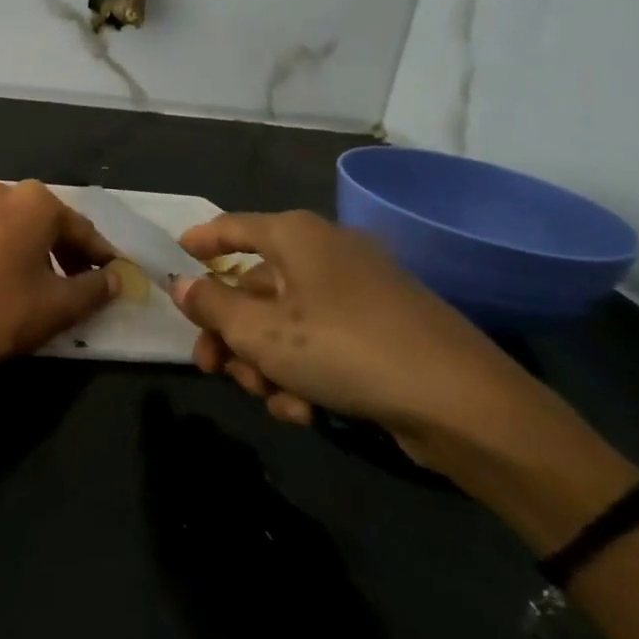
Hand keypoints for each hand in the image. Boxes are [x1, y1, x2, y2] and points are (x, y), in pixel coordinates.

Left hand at [0, 178, 120, 367]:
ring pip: (8, 223)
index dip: (99, 255)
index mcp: (34, 201)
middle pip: (42, 220)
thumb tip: (116, 278)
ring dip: (26, 245)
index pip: (79, 228)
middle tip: (76, 279)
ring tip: (34, 278)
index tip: (113, 274)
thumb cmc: (4, 310)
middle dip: (62, 248)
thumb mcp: (60, 305)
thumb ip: (96, 288)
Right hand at [172, 211, 537, 462]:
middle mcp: (326, 254)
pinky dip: (303, 372)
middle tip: (211, 367)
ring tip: (270, 399)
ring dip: (265, 363)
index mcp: (296, 237)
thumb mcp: (259, 331)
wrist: (463, 404)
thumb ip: (210, 305)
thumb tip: (181, 283)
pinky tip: (305, 411)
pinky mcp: (382, 331)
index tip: (175, 257)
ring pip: (285, 322)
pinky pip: (321, 343)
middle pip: (254, 287)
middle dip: (230, 334)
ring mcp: (358, 292)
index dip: (200, 242)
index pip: (232, 227)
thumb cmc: (343, 349)